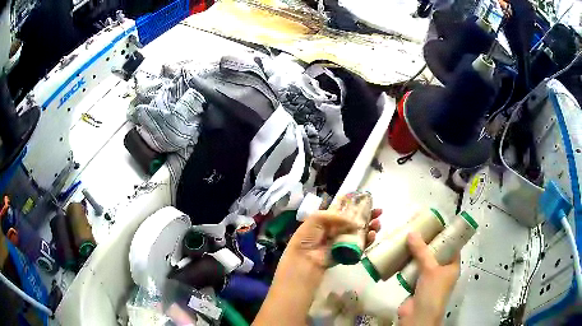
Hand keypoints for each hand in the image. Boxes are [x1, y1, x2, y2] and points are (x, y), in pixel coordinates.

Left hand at [285, 207, 381, 269]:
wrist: (305, 258)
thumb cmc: (308, 237)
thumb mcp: (317, 218)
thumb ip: (337, 217)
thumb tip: (356, 222)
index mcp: (330, 220)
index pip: (347, 211)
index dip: (358, 207)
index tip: (370, 202)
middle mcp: (338, 230)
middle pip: (357, 221)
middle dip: (369, 216)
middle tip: (379, 212)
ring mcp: (343, 242)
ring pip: (361, 233)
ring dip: (371, 228)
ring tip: (377, 224)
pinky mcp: (348, 253)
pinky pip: (360, 246)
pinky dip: (368, 241)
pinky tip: (372, 235)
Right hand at [398, 232, 459, 325]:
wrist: (418, 316)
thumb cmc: (432, 291)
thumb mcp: (430, 269)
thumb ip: (421, 251)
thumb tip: (412, 232)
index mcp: (452, 266)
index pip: (452, 246)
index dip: (445, 235)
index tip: (435, 224)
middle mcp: (442, 271)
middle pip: (435, 253)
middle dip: (427, 243)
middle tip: (418, 229)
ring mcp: (428, 279)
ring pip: (423, 262)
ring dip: (415, 253)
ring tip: (407, 239)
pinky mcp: (415, 285)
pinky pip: (412, 271)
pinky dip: (407, 264)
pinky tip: (400, 255)